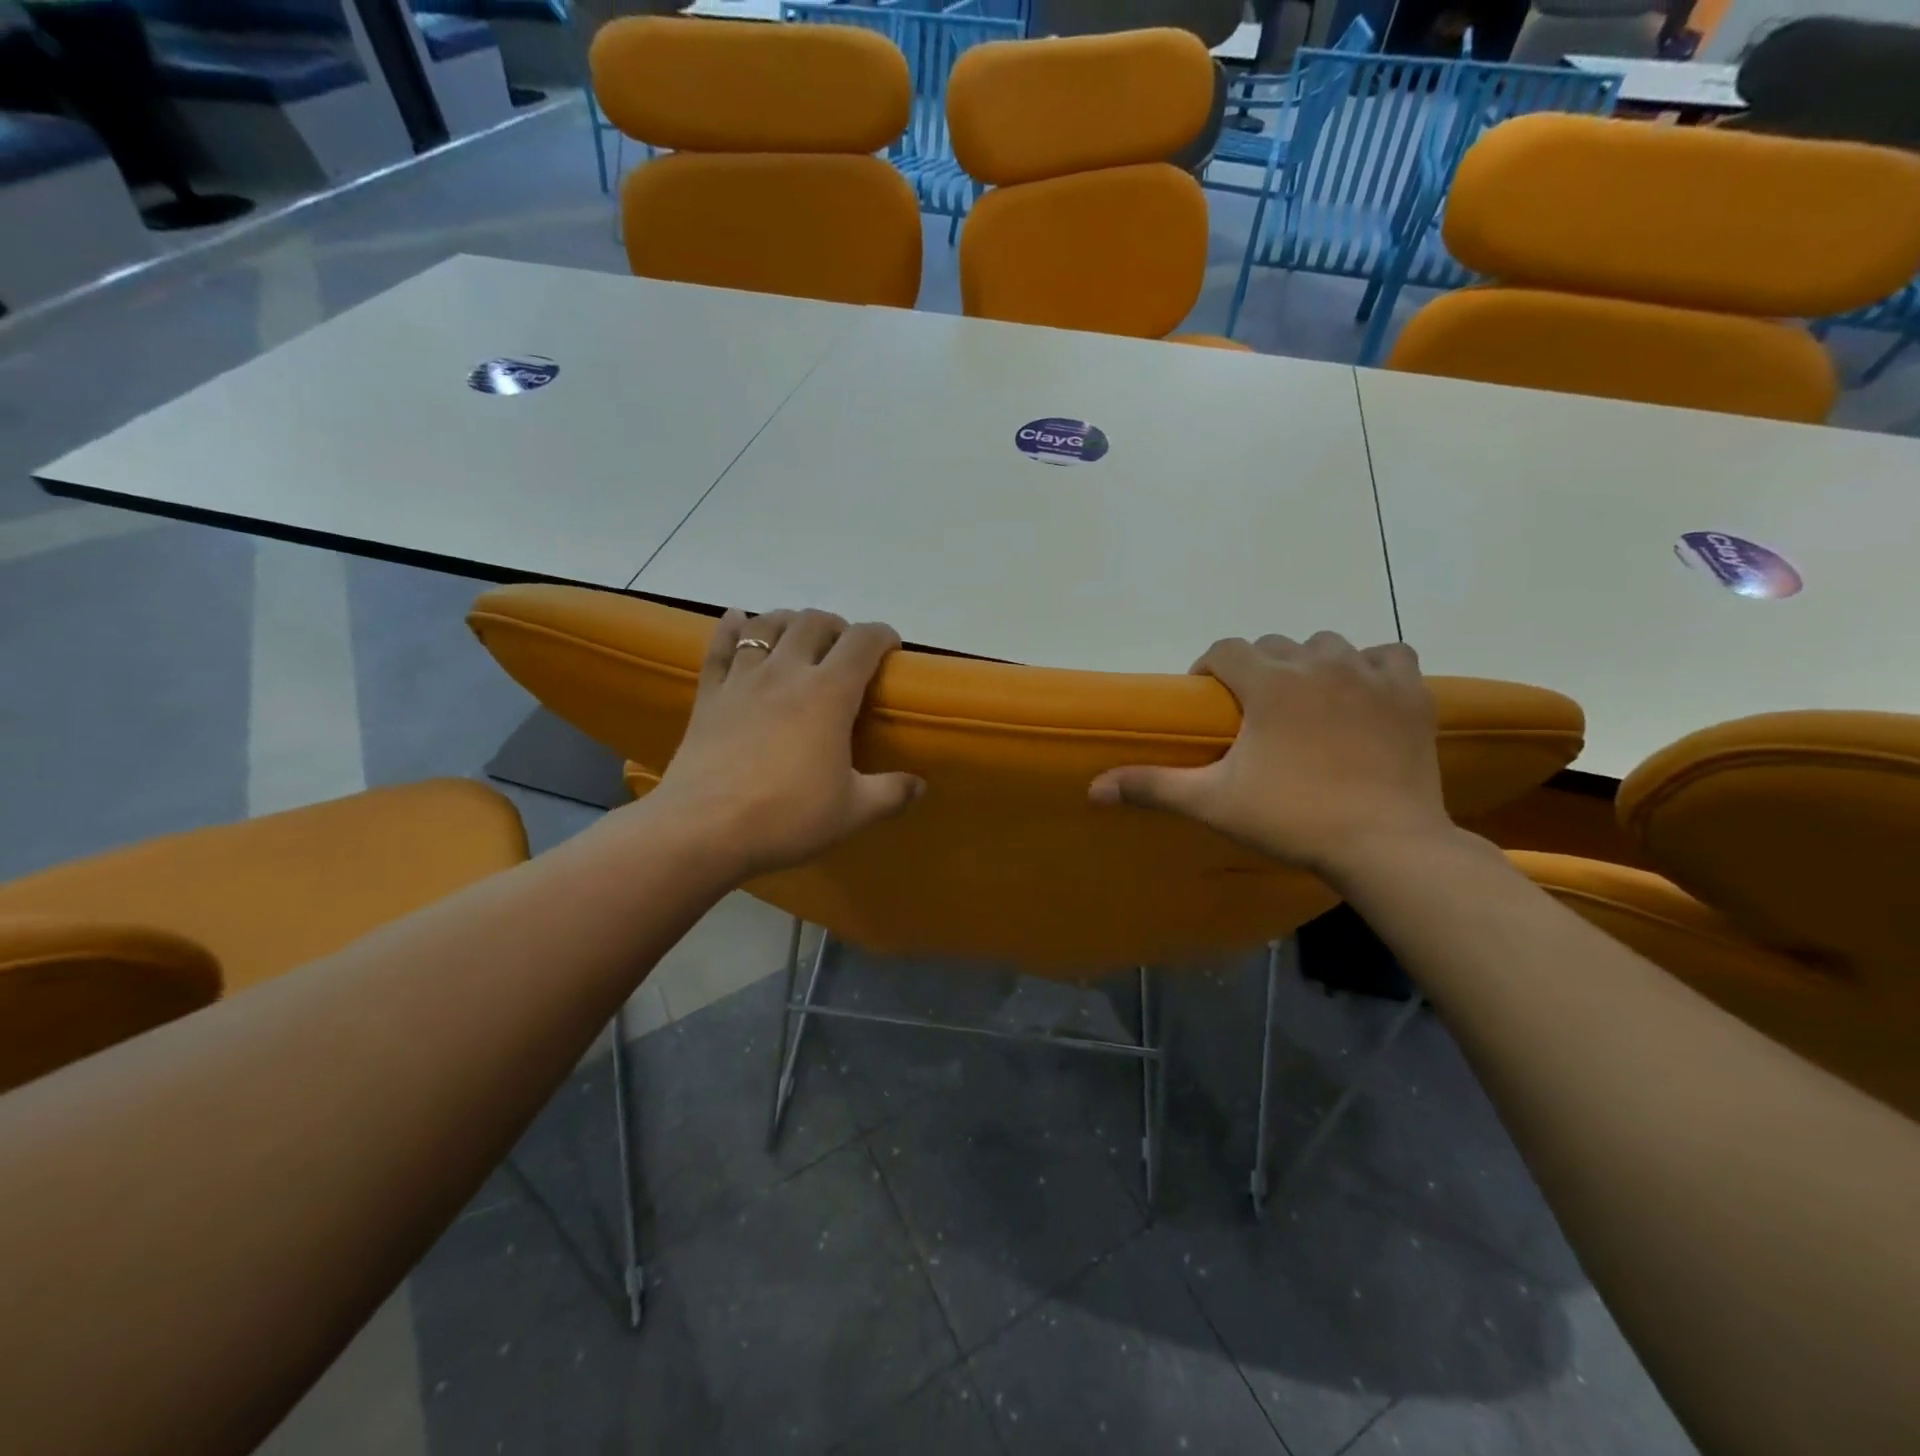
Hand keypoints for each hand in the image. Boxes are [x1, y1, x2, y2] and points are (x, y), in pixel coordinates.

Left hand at [647, 608, 922, 878]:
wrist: (703, 828)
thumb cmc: (786, 816)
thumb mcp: (852, 812)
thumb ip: (891, 794)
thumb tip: (920, 786)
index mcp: (829, 694)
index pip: (862, 642)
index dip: (882, 635)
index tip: (891, 648)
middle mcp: (787, 672)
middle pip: (813, 622)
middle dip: (836, 625)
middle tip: (845, 648)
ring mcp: (743, 679)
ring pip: (767, 625)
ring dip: (789, 621)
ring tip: (799, 635)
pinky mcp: (710, 694)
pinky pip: (721, 647)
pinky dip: (732, 627)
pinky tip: (738, 619)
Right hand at [1088, 632, 1454, 877]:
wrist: (1385, 844)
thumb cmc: (1292, 818)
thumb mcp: (1212, 803)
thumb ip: (1152, 786)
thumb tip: (1093, 789)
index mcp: (1269, 682)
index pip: (1226, 650)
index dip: (1210, 668)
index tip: (1208, 699)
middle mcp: (1318, 663)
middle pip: (1274, 645)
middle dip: (1255, 669)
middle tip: (1252, 712)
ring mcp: (1370, 674)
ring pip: (1327, 645)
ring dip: (1308, 664)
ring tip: (1304, 702)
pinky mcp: (1410, 694)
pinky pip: (1387, 656)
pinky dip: (1371, 667)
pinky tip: (1361, 694)